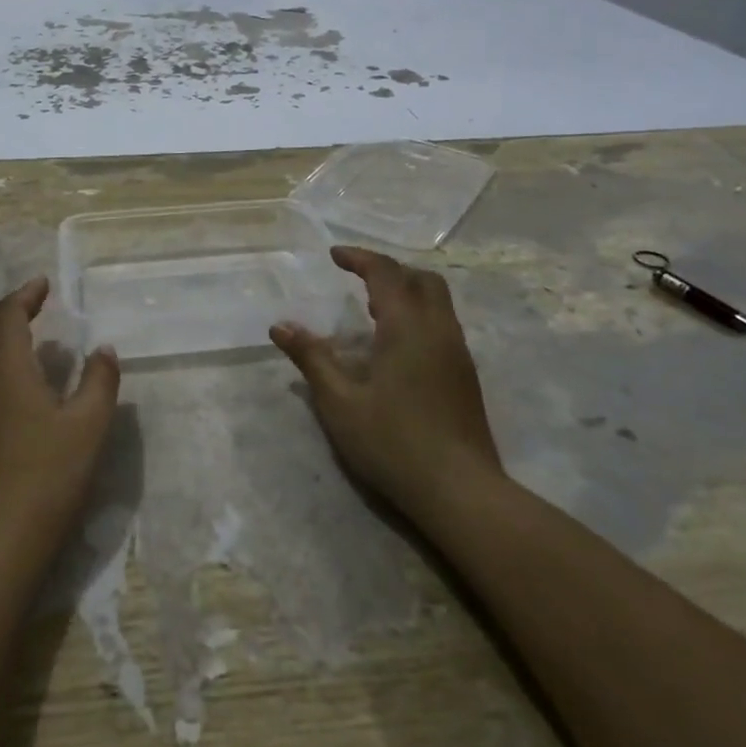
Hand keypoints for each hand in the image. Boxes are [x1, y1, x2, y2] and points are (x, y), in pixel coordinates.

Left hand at [0, 277, 120, 565]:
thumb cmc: (47, 477)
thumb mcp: (89, 426)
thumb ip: (100, 380)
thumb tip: (103, 349)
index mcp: (4, 367)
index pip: (8, 314)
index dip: (25, 295)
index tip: (44, 284)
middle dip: (11, 313)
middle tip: (37, 306)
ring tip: (27, 341)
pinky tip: (12, 388)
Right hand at [270, 246, 500, 522]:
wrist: (461, 491)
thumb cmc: (393, 443)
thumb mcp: (340, 402)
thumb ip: (312, 358)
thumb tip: (280, 326)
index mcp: (407, 326)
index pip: (385, 273)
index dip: (359, 258)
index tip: (334, 255)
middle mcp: (438, 329)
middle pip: (421, 279)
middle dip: (388, 270)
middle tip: (357, 278)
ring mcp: (458, 353)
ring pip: (437, 301)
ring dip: (406, 291)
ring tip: (371, 308)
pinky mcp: (465, 375)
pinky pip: (442, 324)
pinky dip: (417, 314)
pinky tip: (396, 344)